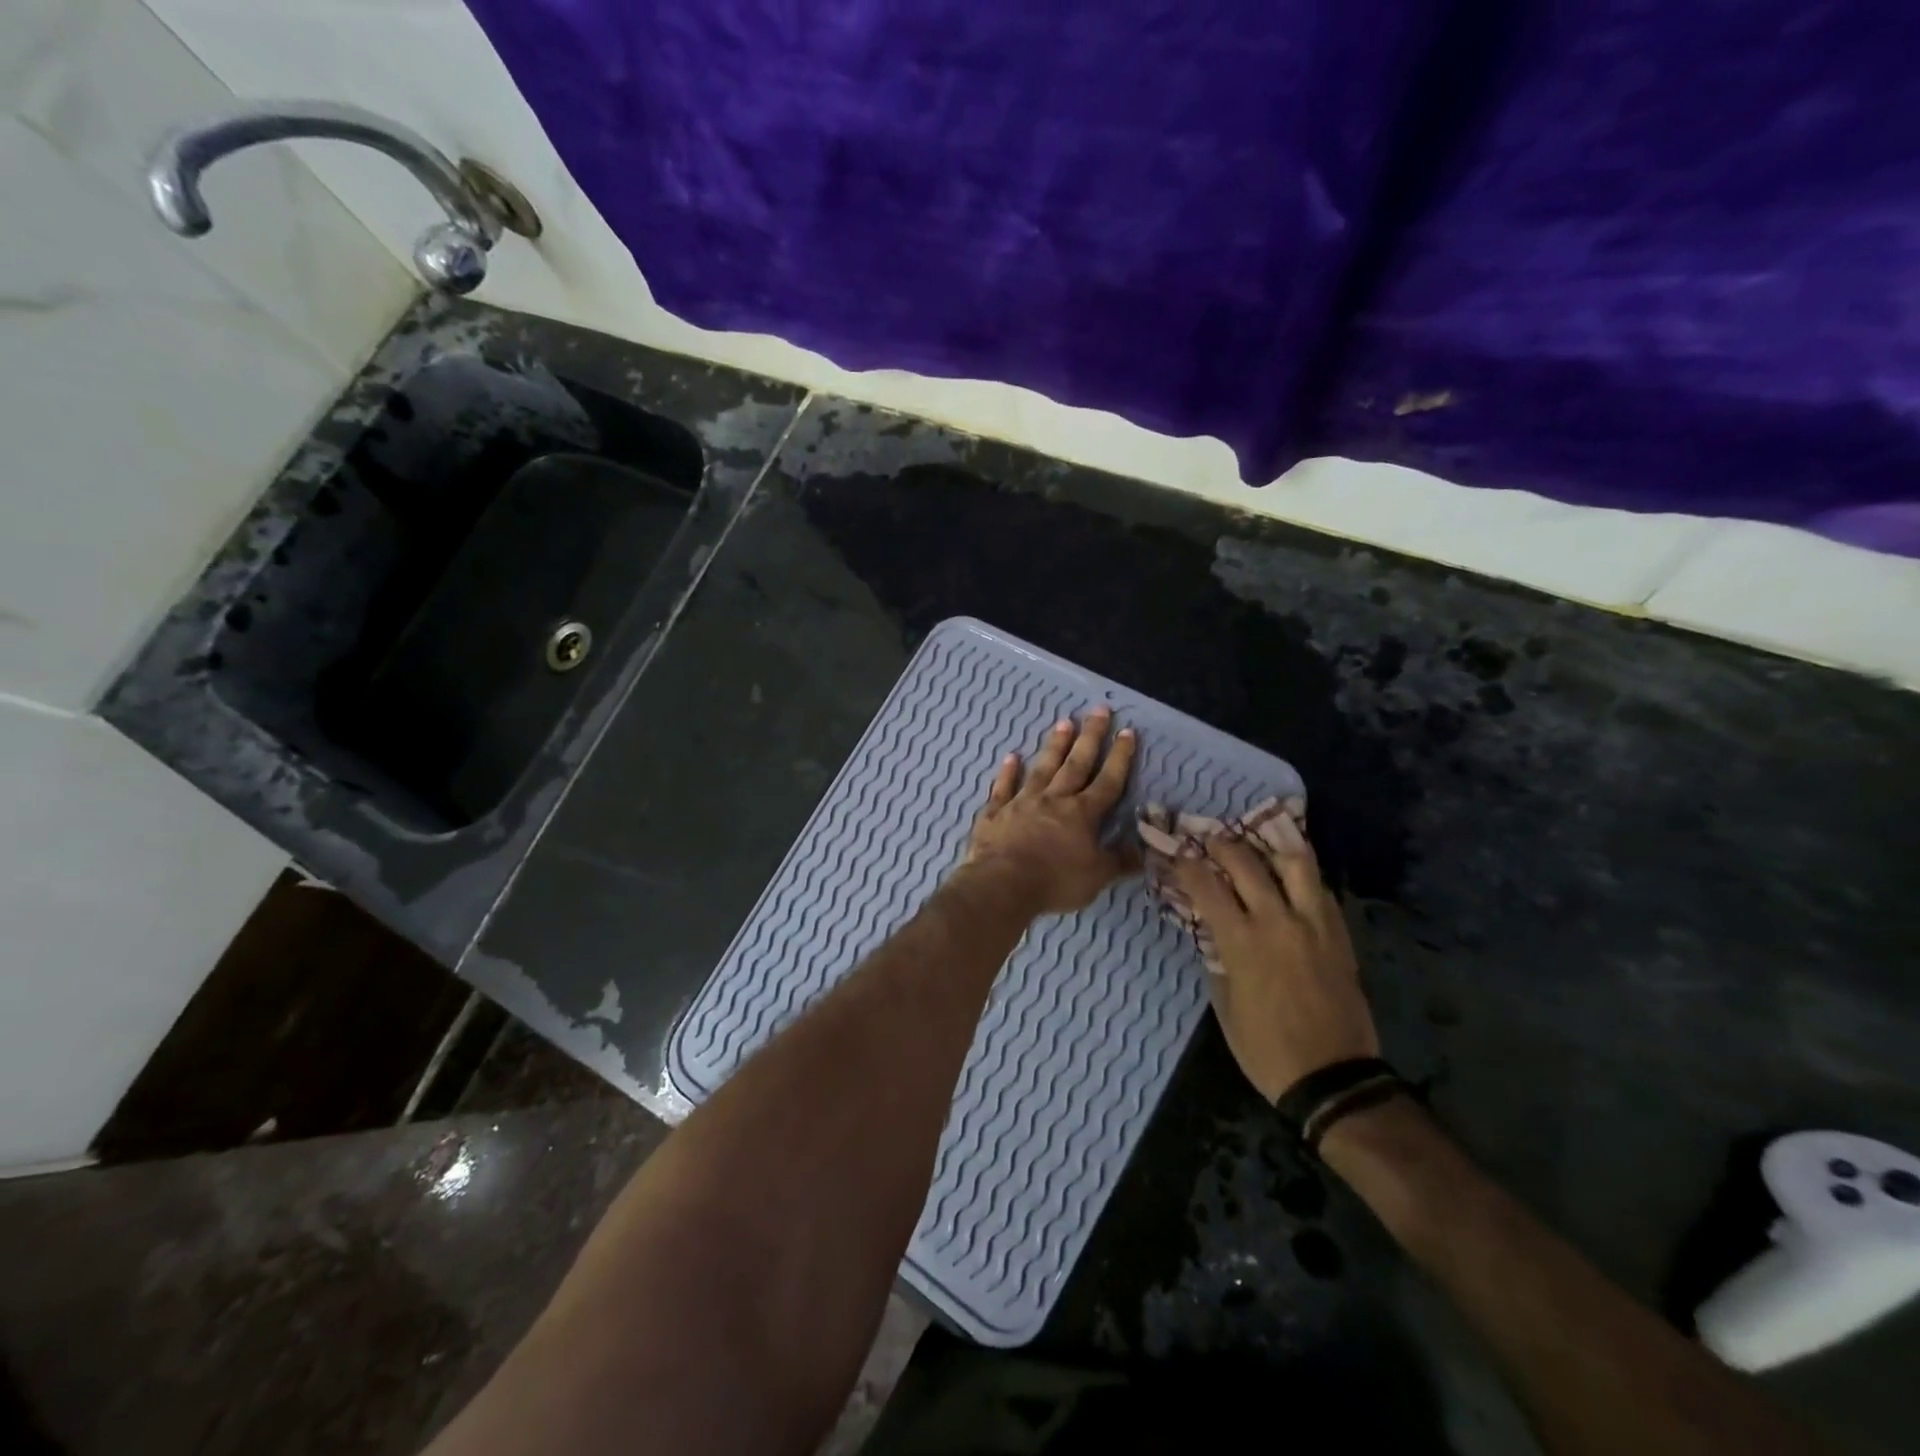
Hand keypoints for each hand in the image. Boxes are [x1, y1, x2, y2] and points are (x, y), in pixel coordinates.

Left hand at [965, 707, 1137, 914]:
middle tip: (1099, 710)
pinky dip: (1007, 772)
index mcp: (1082, 814)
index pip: (1108, 781)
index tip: (1127, 731)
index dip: (1120, 757)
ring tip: (1064, 722)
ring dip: (1054, 745)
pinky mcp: (995, 813)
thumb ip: (1120, 860)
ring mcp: (1022, 802)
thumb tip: (1146, 850)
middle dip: (1090, 737)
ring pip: (1042, 768)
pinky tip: (1011, 757)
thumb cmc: (1055, 881)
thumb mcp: (1097, 876)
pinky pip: (1003, 787)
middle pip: (1076, 764)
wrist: (1002, 884)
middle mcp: (1054, 799)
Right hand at [1172, 812, 1377, 1102]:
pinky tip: (1290, 874)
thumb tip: (1213, 931)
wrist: (1333, 1077)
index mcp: (1242, 942)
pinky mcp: (1339, 935)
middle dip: (1223, 845)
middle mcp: (1278, 921)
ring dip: (1270, 847)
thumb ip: (1218, 959)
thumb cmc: (1265, 1048)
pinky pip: (1320, 889)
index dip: (1188, 864)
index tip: (1177, 851)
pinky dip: (1301, 874)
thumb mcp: (1225, 1005)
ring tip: (1258, 842)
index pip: (1208, 886)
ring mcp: (1314, 924)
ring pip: (1295, 864)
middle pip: (1247, 863)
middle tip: (1210, 839)